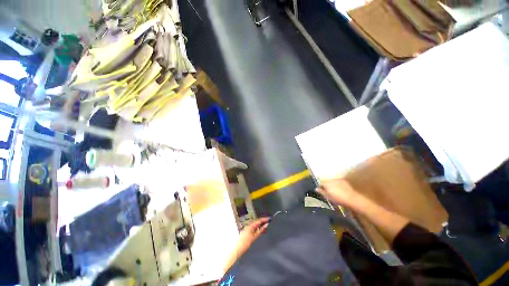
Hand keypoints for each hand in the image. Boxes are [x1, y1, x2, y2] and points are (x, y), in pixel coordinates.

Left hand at [236, 217, 269, 255]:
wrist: (237, 250)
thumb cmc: (245, 244)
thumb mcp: (255, 237)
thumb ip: (261, 230)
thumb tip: (266, 225)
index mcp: (250, 226)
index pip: (259, 220)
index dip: (264, 219)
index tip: (269, 219)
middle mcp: (248, 226)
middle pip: (257, 222)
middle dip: (263, 222)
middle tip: (269, 223)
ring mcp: (247, 229)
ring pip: (255, 225)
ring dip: (260, 226)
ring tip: (265, 228)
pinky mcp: (246, 233)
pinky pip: (253, 229)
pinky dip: (257, 229)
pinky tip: (259, 232)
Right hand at [317, 179, 358, 206]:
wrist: (352, 199)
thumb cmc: (338, 199)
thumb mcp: (328, 197)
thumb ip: (322, 192)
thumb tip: (316, 188)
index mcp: (326, 184)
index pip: (320, 182)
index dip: (321, 186)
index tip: (322, 191)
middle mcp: (331, 180)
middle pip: (326, 181)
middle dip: (326, 185)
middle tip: (328, 191)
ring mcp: (338, 179)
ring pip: (332, 181)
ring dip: (332, 184)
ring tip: (335, 190)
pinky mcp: (343, 181)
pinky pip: (338, 181)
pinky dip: (337, 184)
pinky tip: (340, 189)